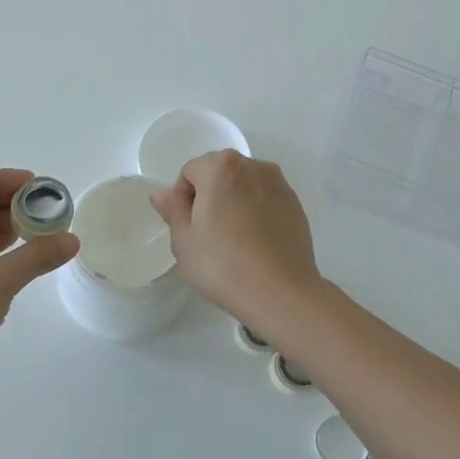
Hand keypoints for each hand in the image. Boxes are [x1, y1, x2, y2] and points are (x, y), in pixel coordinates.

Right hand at [150, 151, 322, 333]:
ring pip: (244, 187)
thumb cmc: (222, 264)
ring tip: (233, 240)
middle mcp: (254, 166)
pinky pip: (265, 201)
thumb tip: (163, 194)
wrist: (280, 292)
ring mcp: (280, 185)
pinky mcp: (296, 205)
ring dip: (233, 203)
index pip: (190, 172)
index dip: (182, 198)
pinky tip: (254, 244)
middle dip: (209, 197)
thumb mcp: (183, 240)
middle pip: (219, 174)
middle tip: (206, 235)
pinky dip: (256, 213)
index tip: (186, 228)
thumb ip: (172, 209)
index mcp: (221, 167)